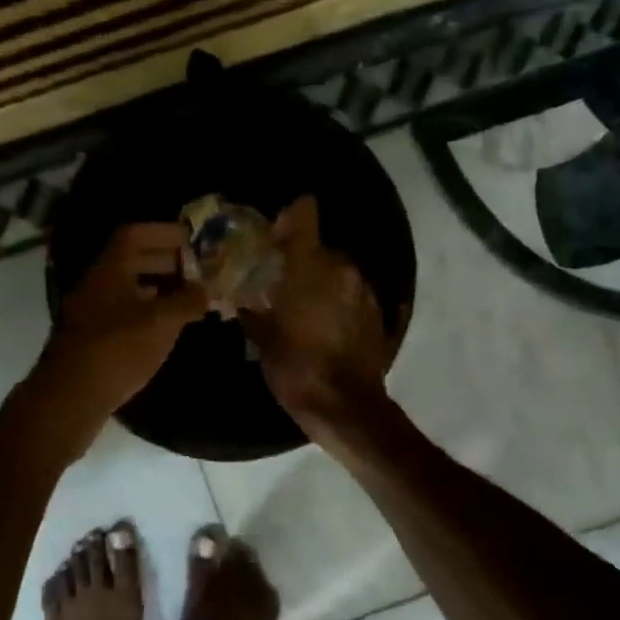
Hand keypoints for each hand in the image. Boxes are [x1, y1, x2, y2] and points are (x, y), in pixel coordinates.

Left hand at [25, 224, 208, 457]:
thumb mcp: (159, 323)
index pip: (135, 234)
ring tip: (191, 297)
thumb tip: (208, 289)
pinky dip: (149, 311)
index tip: (193, 240)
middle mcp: (98, 284)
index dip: (164, 232)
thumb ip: (187, 302)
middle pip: (133, 260)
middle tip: (200, 270)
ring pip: (130, 288)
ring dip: (160, 287)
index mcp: (109, 270)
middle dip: (168, 261)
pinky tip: (169, 326)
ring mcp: (94, 312)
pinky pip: (126, 312)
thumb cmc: (116, 351)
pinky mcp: (95, 338)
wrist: (69, 398)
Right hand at [241, 198, 391, 435]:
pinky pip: (353, 295)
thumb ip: (251, 308)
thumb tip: (240, 297)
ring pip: (338, 272)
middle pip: (319, 247)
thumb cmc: (296, 367)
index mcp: (310, 264)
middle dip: (301, 259)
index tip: (274, 235)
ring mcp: (366, 290)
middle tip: (280, 282)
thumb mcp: (261, 338)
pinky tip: (326, 326)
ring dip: (321, 282)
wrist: (346, 407)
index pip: (304, 212)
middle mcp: (342, 267)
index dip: (289, 217)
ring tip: (303, 308)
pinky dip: (339, 302)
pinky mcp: (380, 313)